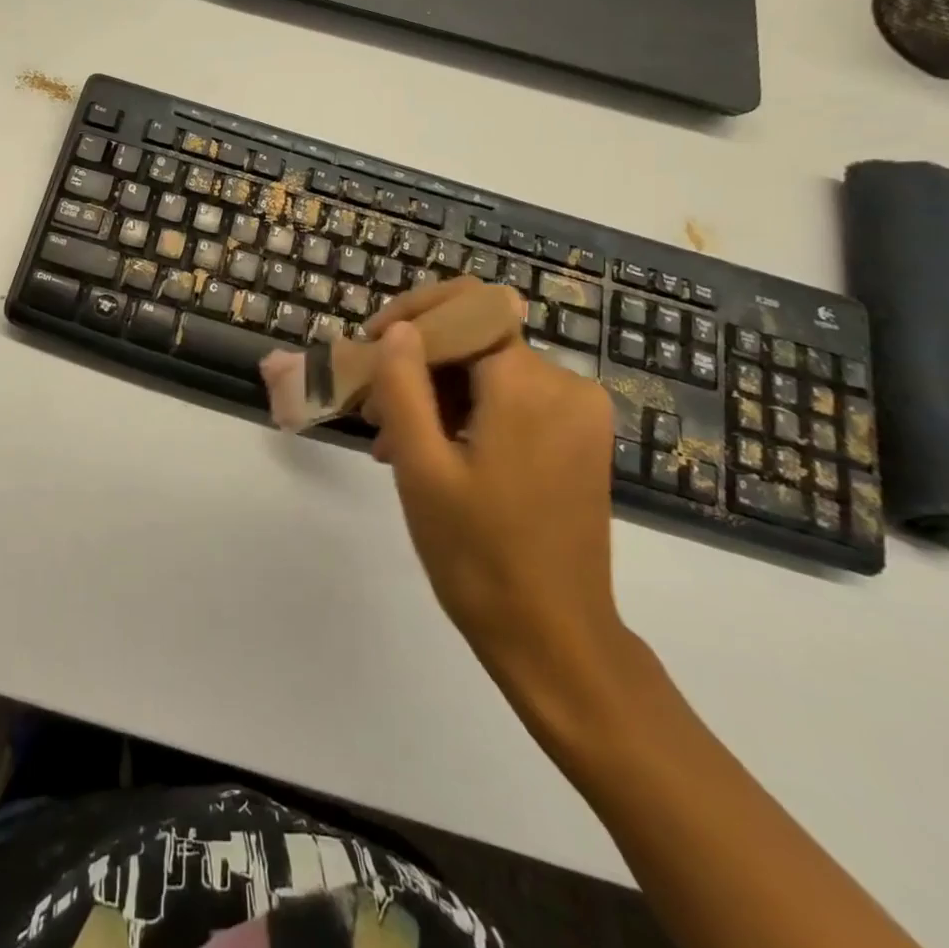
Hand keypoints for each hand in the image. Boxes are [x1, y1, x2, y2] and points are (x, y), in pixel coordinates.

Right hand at [365, 279, 625, 697]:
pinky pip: (513, 400)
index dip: (412, 316)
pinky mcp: (579, 439)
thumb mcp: (421, 467)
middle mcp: (566, 384)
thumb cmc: (478, 555)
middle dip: (418, 363)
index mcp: (528, 384)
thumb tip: (397, 330)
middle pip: (476, 340)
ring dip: (437, 393)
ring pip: (490, 371)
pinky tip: (432, 452)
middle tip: (371, 409)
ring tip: (392, 441)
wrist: (556, 639)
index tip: (368, 346)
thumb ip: (403, 385)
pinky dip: (468, 412)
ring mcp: (578, 413)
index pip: (467, 308)